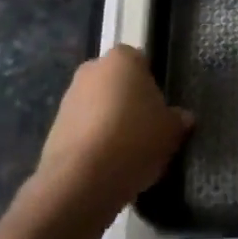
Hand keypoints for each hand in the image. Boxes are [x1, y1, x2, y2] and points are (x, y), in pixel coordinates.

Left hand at [32, 46, 192, 221]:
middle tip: (145, 131)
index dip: (152, 86)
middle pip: (117, 83)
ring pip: (98, 106)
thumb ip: (178, 119)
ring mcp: (69, 97)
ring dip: (109, 123)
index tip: (159, 111)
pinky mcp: (54, 128)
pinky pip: (82, 130)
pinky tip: (105, 167)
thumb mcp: (171, 131)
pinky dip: (93, 143)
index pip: (142, 63)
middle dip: (128, 102)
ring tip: (125, 154)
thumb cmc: (134, 140)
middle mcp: (92, 69)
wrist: (81, 180)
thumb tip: (183, 118)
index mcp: (123, 58)